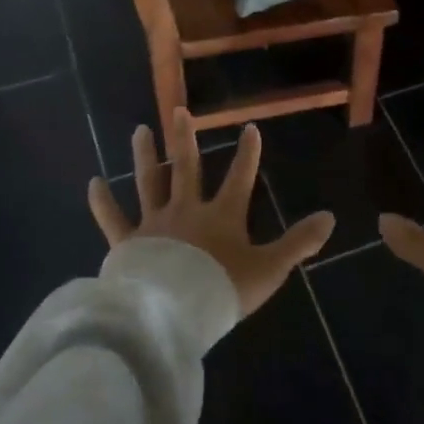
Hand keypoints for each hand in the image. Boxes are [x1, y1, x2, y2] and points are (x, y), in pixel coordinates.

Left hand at [88, 108, 336, 316]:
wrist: (174, 313)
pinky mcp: (128, 242)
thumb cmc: (223, 290)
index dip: (248, 153)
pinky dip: (102, 202)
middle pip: (187, 167)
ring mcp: (155, 223)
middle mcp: (187, 210)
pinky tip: (93, 182)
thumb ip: (298, 243)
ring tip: (139, 130)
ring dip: (145, 156)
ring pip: (148, 182)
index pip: (240, 177)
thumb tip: (331, 217)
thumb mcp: (269, 269)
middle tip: (178, 110)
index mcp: (222, 216)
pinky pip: (112, 219)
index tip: (251, 126)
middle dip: (185, 138)